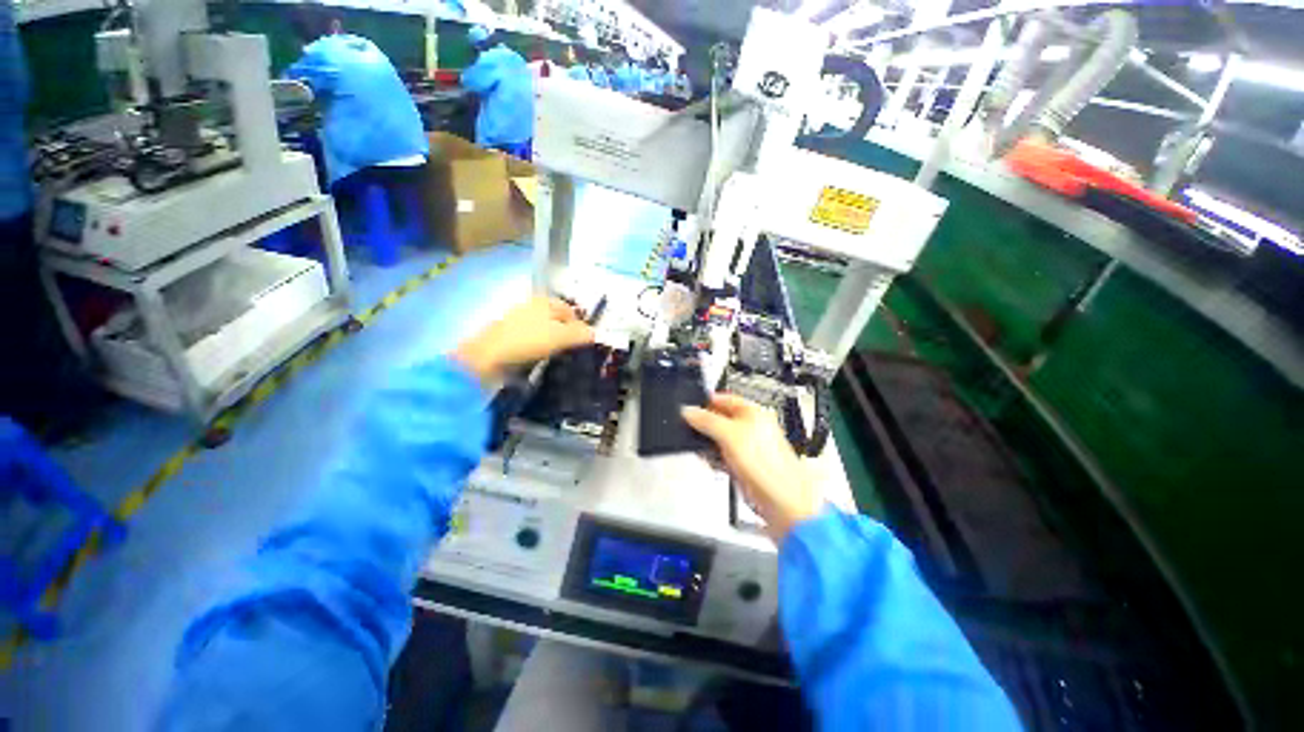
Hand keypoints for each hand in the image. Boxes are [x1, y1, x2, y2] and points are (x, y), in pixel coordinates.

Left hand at [454, 298, 594, 383]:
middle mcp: (531, 306)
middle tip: (574, 350)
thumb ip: (580, 333)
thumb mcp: (561, 336)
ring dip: (552, 341)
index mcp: (545, 302)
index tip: (585, 342)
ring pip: (543, 329)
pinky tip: (540, 358)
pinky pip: (531, 339)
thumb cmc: (529, 341)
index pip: (570, 310)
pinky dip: (539, 347)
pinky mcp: (508, 335)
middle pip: (556, 319)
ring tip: (559, 356)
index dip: (580, 324)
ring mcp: (517, 320)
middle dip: (566, 332)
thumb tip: (594, 333)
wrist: (488, 356)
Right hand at [682, 394, 822, 542]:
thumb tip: (687, 411)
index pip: (725, 399)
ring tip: (696, 447)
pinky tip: (707, 461)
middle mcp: (751, 428)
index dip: (706, 401)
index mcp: (754, 413)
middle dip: (704, 424)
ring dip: (707, 442)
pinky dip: (713, 457)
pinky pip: (722, 456)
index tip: (688, 407)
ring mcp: (747, 447)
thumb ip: (706, 421)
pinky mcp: (743, 465)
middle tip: (688, 428)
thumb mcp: (729, 435)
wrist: (782, 502)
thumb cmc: (765, 464)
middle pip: (721, 419)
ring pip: (720, 438)